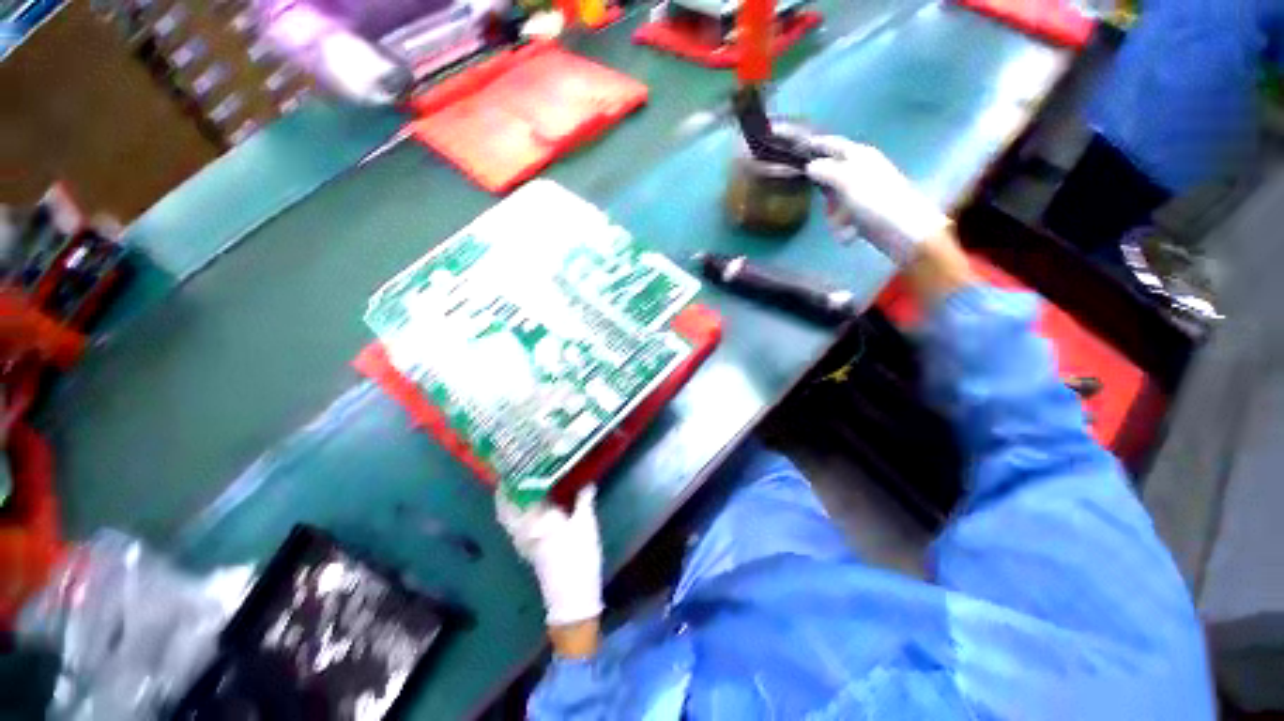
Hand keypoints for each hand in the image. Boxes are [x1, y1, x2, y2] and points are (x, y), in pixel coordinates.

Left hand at [496, 487, 603, 628]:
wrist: (573, 596)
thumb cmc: (578, 556)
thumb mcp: (585, 524)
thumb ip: (584, 499)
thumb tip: (586, 479)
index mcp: (535, 520)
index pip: (517, 496)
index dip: (512, 480)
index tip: (514, 465)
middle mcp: (523, 530)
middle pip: (506, 509)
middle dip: (506, 492)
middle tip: (514, 473)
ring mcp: (524, 542)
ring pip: (510, 519)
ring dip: (511, 502)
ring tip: (522, 485)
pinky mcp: (529, 550)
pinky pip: (516, 527)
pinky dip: (518, 514)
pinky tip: (533, 508)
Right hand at [802, 136, 952, 265]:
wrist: (902, 230)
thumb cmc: (876, 200)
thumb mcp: (847, 181)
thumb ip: (825, 171)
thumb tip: (809, 166)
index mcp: (859, 156)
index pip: (832, 144)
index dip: (815, 145)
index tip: (796, 150)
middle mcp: (859, 171)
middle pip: (828, 179)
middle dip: (825, 195)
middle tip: (826, 203)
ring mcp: (860, 194)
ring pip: (832, 203)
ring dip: (834, 216)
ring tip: (845, 224)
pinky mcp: (861, 213)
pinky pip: (841, 219)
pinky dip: (843, 227)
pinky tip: (851, 233)